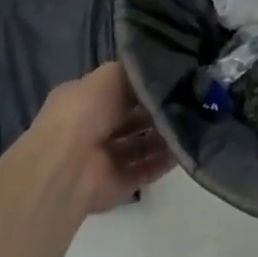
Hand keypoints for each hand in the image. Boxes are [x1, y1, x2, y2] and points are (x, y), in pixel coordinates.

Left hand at [32, 63, 176, 215]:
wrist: (67, 166)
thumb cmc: (85, 112)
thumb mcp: (110, 75)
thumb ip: (133, 72)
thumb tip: (154, 73)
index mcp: (83, 102)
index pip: (117, 91)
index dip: (141, 86)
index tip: (170, 80)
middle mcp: (92, 129)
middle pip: (131, 120)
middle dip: (155, 112)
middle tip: (186, 103)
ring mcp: (103, 160)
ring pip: (141, 146)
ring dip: (163, 137)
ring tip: (190, 125)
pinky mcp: (116, 184)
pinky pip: (145, 170)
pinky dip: (164, 161)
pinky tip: (183, 148)